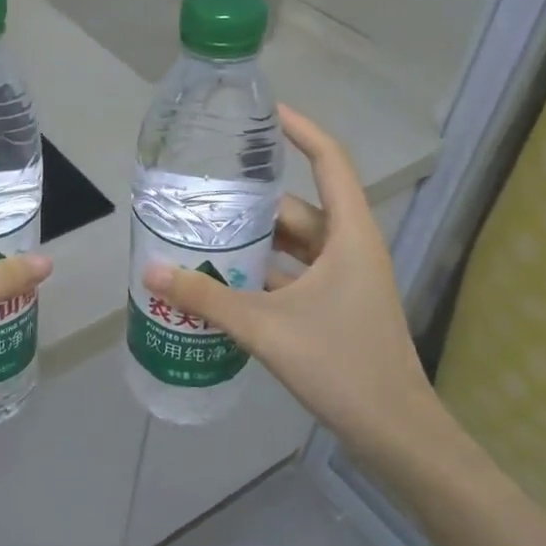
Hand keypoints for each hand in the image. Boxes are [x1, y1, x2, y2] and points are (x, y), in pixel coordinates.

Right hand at [142, 106, 450, 453]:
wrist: (396, 433)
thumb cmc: (342, 366)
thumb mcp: (267, 328)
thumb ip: (206, 300)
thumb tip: (149, 270)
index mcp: (349, 235)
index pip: (329, 160)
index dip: (301, 129)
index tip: (264, 112)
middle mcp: (350, 248)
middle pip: (297, 208)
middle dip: (251, 204)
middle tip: (201, 197)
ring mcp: (345, 280)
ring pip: (293, 245)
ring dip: (253, 243)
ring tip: (202, 238)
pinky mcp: (336, 307)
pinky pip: (293, 275)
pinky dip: (262, 275)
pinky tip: (224, 284)